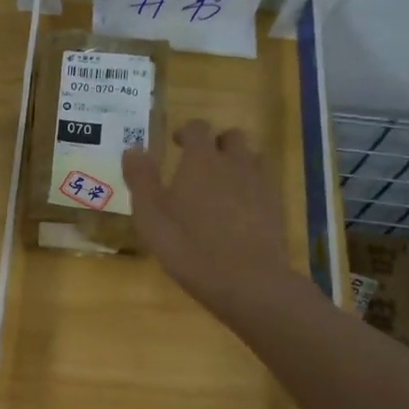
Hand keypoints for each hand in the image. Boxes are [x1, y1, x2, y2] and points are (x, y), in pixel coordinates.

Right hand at [122, 121, 294, 332]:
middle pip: (231, 137)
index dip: (186, 131)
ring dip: (236, 163)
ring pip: (251, 159)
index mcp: (201, 160)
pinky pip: (263, 184)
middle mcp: (234, 163)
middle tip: (199, 164)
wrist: (247, 280)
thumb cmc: (189, 246)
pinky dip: (249, 188)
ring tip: (220, 185)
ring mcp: (260, 185)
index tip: (176, 143)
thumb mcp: (150, 216)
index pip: (198, 128)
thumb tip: (133, 150)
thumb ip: (141, 179)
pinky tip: (237, 211)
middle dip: (216, 144)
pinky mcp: (275, 208)